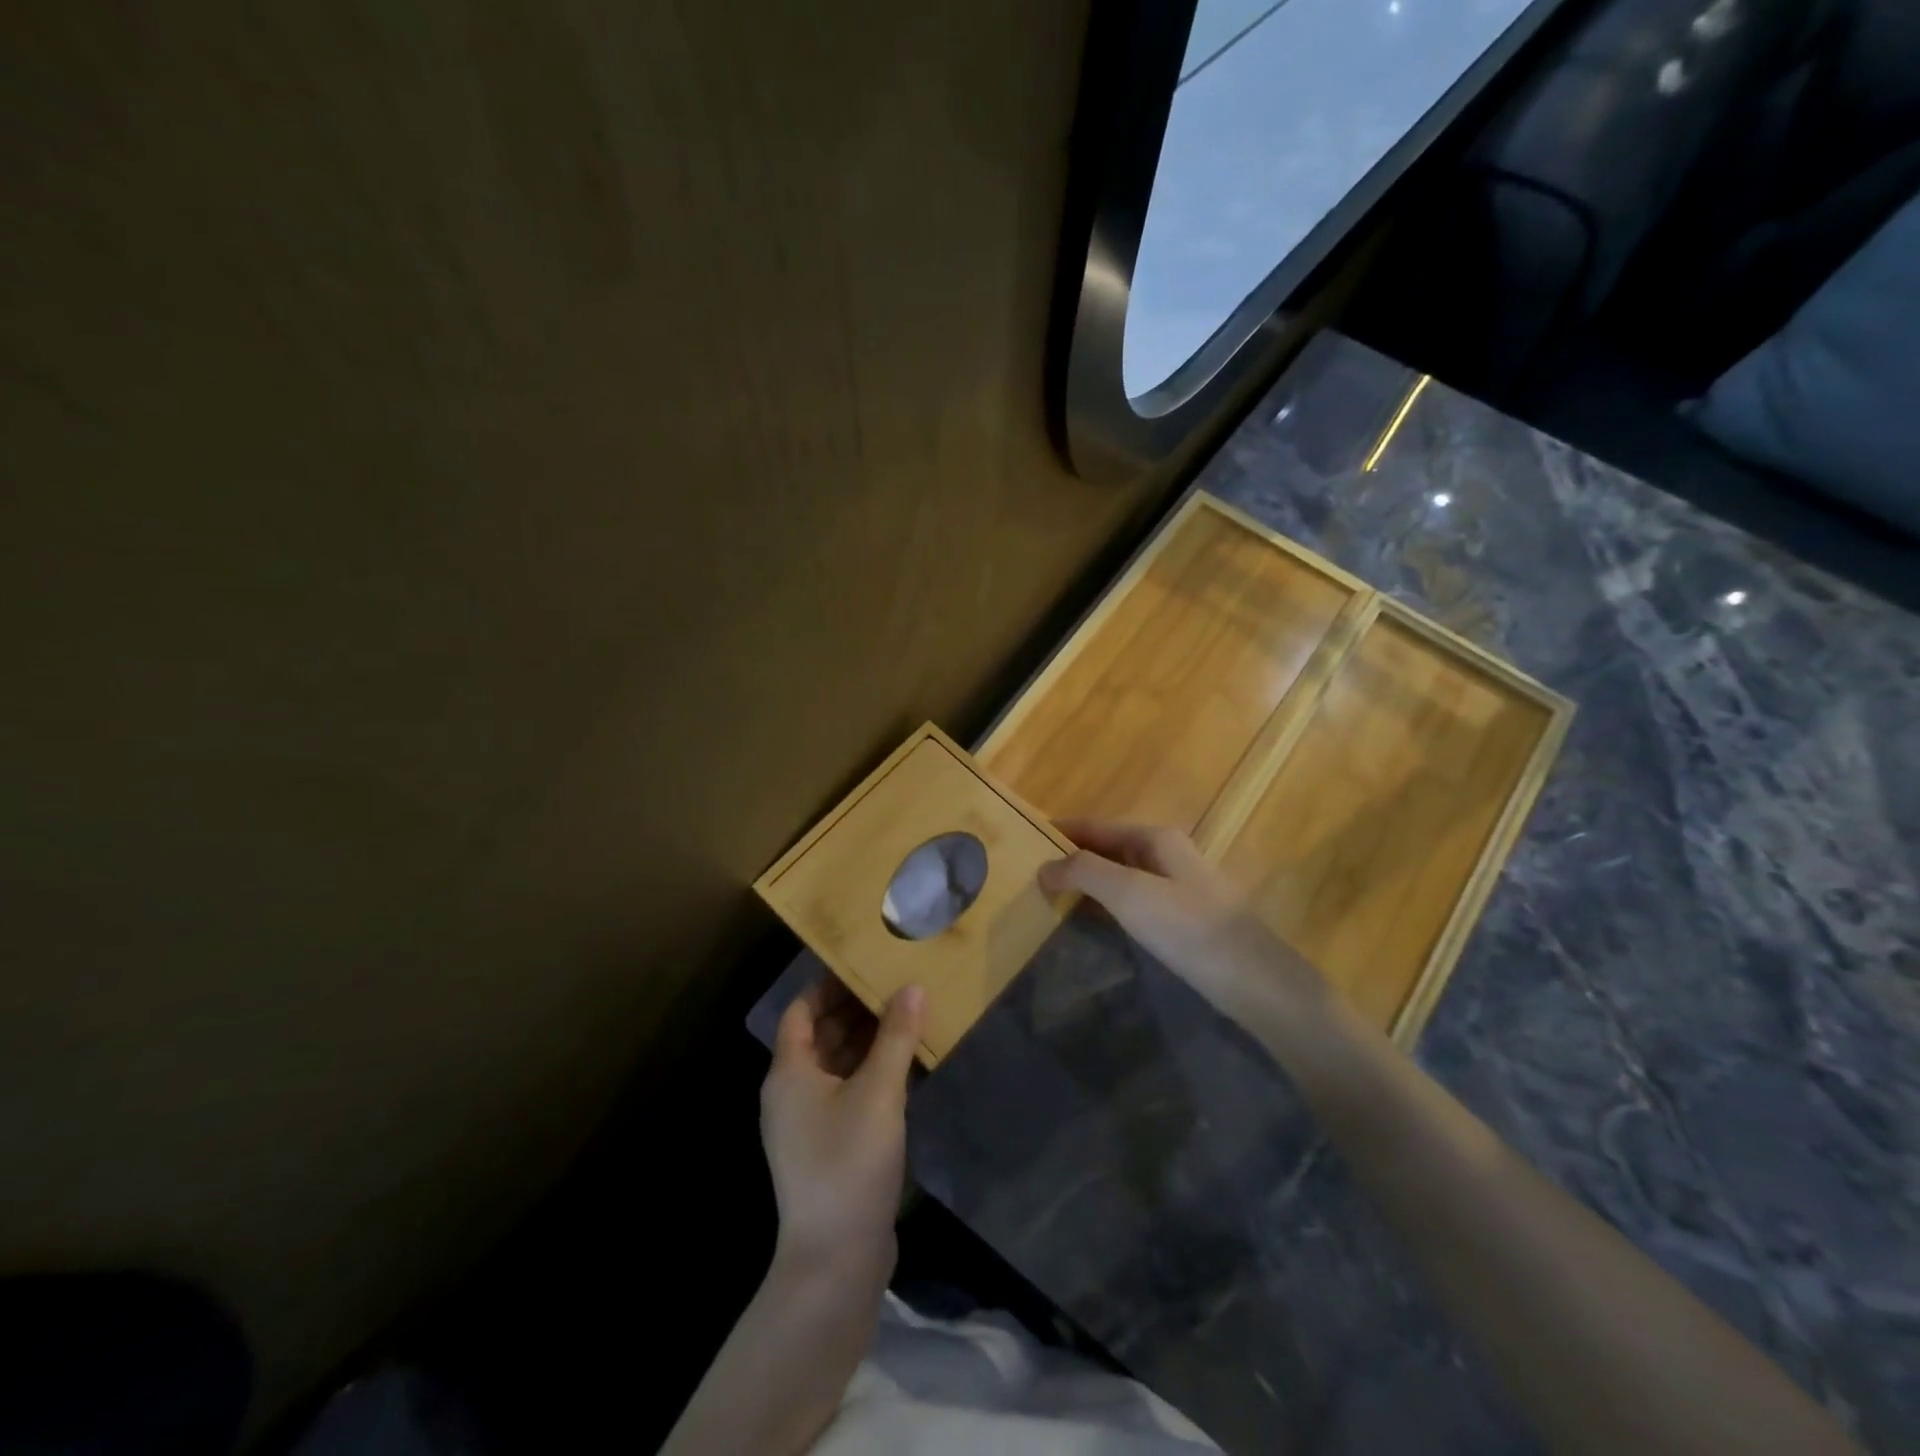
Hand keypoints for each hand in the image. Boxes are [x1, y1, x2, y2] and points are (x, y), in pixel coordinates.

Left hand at [761, 976, 923, 1270]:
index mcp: (790, 1073)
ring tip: (908, 1016)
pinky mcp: (829, 1147)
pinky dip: (872, 1073)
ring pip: (838, 1065)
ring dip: (868, 1041)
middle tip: (897, 984)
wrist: (835, 1261)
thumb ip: (895, 1037)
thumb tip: (912, 987)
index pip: (802, 1010)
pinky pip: (849, 1092)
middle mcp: (792, 1092)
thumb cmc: (848, 1164)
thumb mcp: (878, 1093)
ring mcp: (809, 1123)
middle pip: (821, 1035)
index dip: (829, 985)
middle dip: (856, 1009)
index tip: (865, 964)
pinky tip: (907, 1065)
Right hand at [1038, 819, 1323, 1023]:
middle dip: (1067, 857)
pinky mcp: (1180, 917)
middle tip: (1026, 875)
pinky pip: (1130, 899)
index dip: (1057, 831)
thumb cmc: (1189, 929)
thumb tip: (1044, 866)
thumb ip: (1084, 872)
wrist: (1256, 981)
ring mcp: (1174, 885)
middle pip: (1104, 847)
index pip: (1092, 824)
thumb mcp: (1130, 893)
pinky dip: (1103, 903)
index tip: (1019, 842)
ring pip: (1117, 874)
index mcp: (1153, 838)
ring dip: (1083, 882)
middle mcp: (1164, 853)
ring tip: (1046, 897)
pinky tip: (1087, 920)